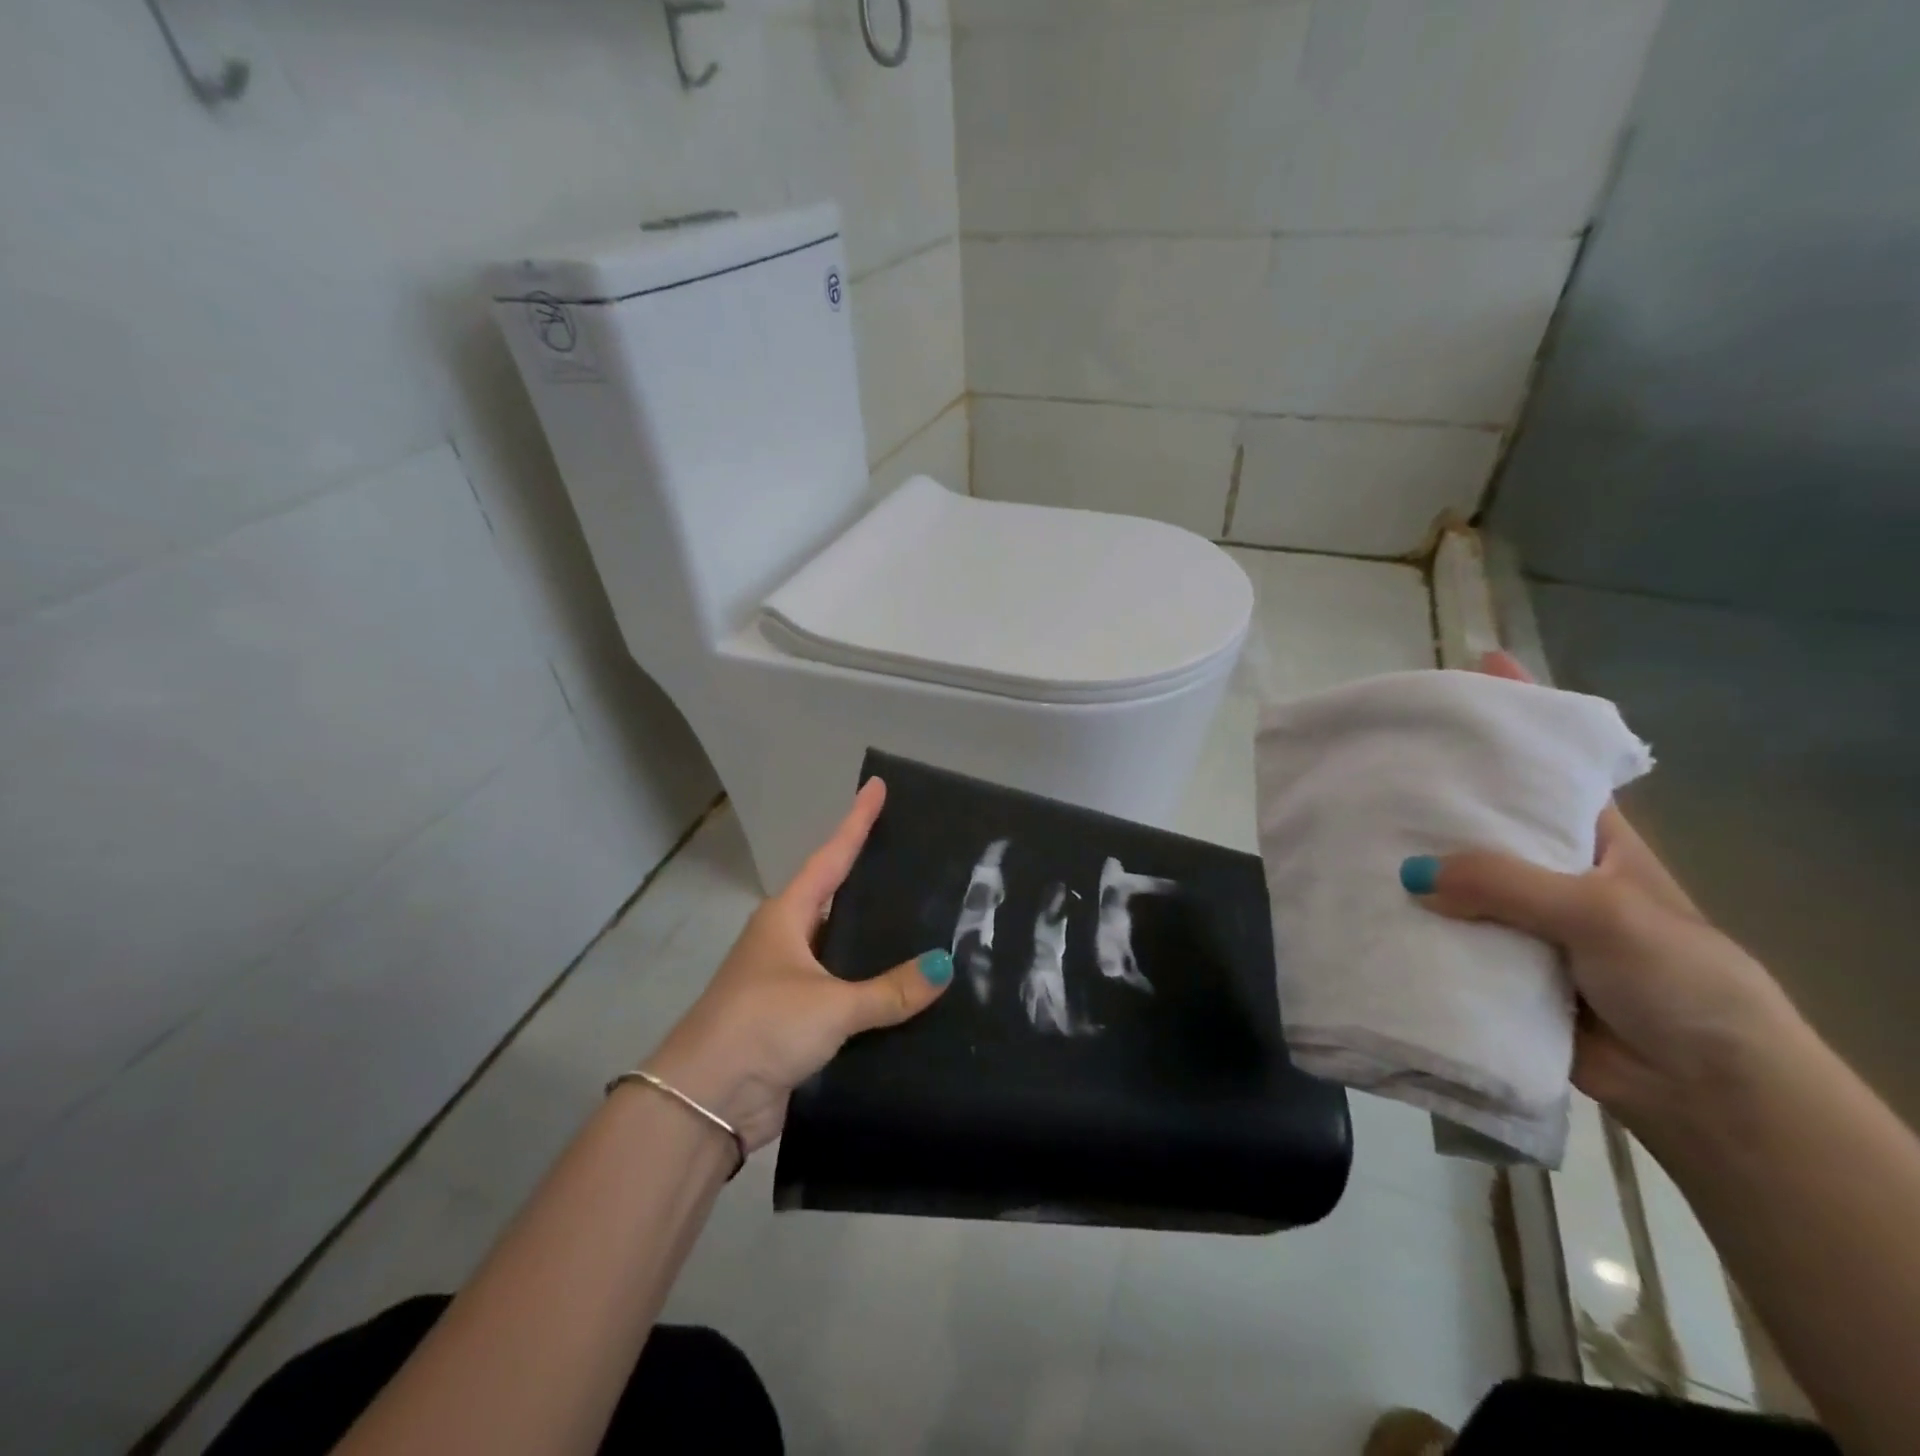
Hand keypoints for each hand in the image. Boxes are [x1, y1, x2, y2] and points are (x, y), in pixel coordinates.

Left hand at [644, 778, 952, 1152]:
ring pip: (846, 948)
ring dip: (879, 939)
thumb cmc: (762, 1026)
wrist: (706, 1101)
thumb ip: (891, 990)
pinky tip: (912, 987)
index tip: (877, 786)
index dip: (856, 821)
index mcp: (787, 916)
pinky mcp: (800, 1020)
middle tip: (918, 853)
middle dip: (873, 875)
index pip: (831, 856)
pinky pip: (848, 992)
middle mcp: (789, 940)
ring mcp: (793, 980)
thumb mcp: (830, 1004)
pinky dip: (877, 988)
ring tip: (930, 916)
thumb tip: (946, 966)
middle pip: (839, 896)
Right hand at [1404, 653, 1803, 1130]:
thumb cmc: (1679, 979)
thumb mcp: (1604, 912)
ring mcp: (1515, 916)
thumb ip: (1510, 885)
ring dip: (1409, 857)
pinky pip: (1439, 931)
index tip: (1473, 665)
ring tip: (1347, 825)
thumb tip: (1410, 871)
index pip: (1549, 760)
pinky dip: (1405, 919)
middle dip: (1436, 785)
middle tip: (1374, 755)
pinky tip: (1361, 903)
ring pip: (1452, 873)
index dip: (1519, 712)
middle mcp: (1546, 867)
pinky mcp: (1491, 962)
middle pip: (1484, 813)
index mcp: (1590, 838)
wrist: (1701, 1088)